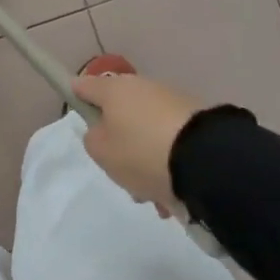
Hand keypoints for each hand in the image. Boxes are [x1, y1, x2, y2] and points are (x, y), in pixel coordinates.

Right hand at [71, 73, 203, 217]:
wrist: (204, 159)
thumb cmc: (141, 152)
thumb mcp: (102, 152)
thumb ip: (93, 138)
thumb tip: (104, 129)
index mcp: (114, 90)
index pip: (86, 85)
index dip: (77, 95)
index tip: (75, 107)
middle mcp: (142, 88)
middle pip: (119, 114)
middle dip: (119, 143)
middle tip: (120, 172)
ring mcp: (171, 102)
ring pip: (145, 132)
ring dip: (145, 159)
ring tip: (152, 194)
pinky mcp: (195, 119)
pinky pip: (169, 142)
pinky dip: (167, 164)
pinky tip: (171, 192)